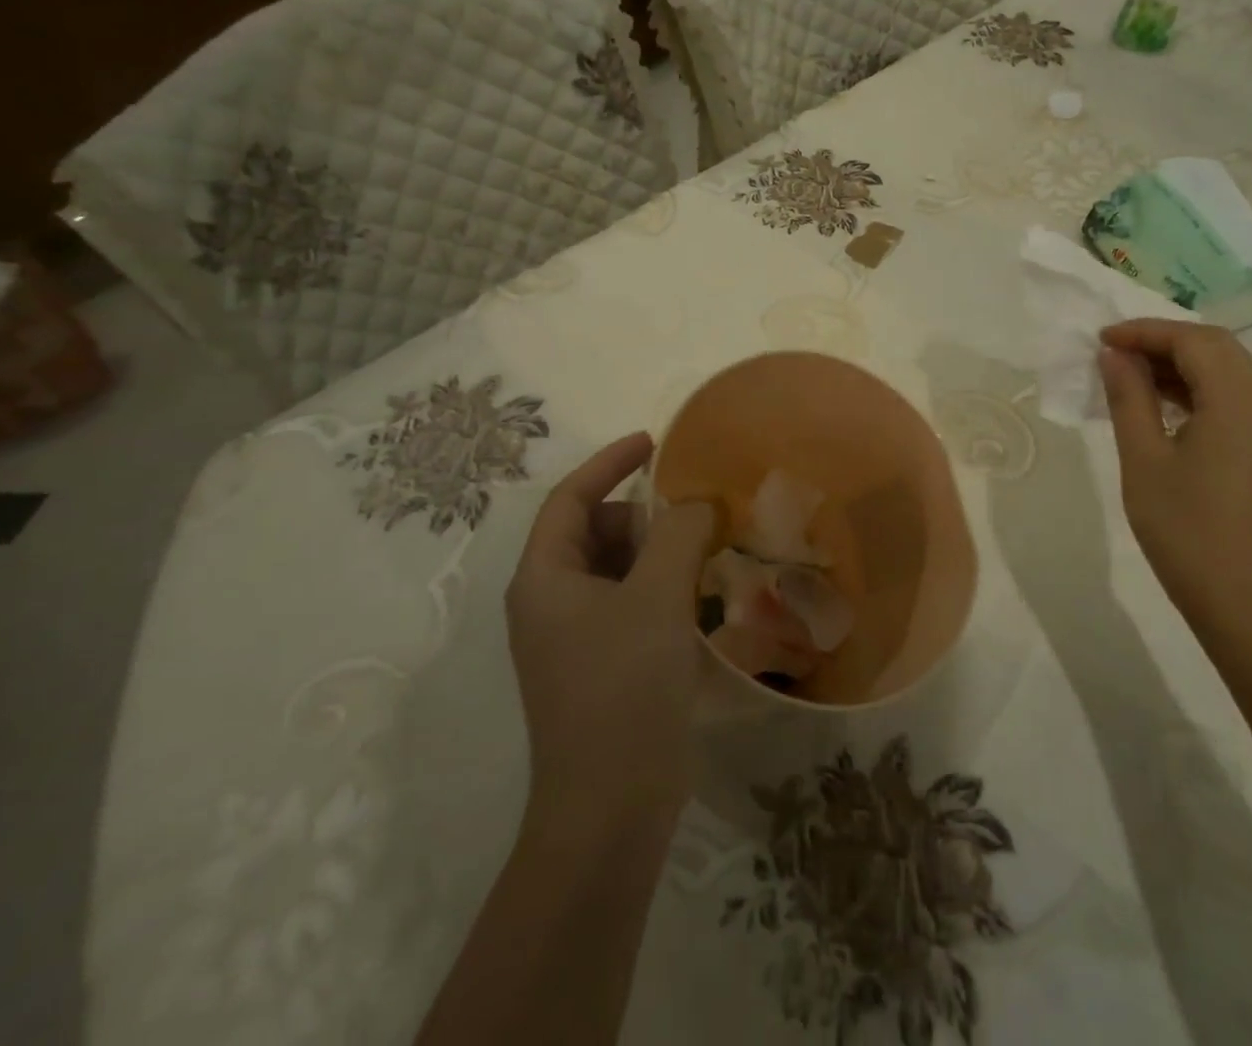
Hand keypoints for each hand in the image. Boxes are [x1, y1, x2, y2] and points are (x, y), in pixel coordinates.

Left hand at [507, 432, 716, 821]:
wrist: (610, 808)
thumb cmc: (623, 688)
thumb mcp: (656, 597)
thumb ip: (679, 533)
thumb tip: (698, 503)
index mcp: (545, 578)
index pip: (570, 498)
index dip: (610, 462)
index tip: (653, 442)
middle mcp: (550, 602)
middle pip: (594, 531)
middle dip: (642, 513)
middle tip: (694, 511)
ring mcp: (574, 638)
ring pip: (616, 569)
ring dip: (658, 551)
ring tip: (706, 549)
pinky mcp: (601, 665)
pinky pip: (630, 603)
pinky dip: (661, 587)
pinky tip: (700, 596)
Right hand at [1097, 319, 1251, 624]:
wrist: (1238, 596)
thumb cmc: (1183, 527)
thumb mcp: (1143, 457)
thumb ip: (1129, 397)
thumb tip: (1113, 355)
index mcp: (1239, 403)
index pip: (1195, 341)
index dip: (1146, 331)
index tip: (1102, 340)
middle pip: (1217, 347)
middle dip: (1164, 340)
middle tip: (1115, 351)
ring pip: (1227, 369)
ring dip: (1179, 362)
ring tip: (1130, 373)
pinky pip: (1232, 396)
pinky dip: (1195, 386)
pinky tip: (1159, 402)